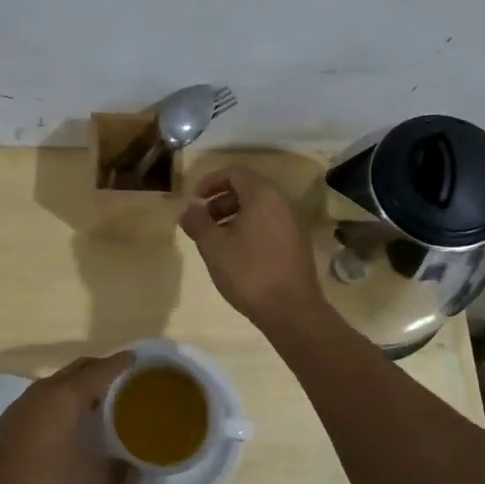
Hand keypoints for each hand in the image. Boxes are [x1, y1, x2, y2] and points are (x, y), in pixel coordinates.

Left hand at [0, 353, 135, 483]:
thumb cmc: (39, 479)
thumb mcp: (83, 478)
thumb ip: (112, 471)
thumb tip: (136, 474)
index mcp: (66, 395)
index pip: (99, 370)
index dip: (119, 363)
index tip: (135, 358)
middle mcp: (45, 390)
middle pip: (78, 369)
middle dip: (100, 369)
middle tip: (122, 379)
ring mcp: (25, 402)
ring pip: (60, 382)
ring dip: (79, 385)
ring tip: (99, 401)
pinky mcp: (13, 416)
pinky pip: (46, 396)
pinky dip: (63, 399)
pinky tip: (69, 421)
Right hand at [178, 168, 323, 333]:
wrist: (291, 310)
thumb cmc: (248, 272)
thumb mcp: (213, 246)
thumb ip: (197, 222)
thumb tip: (187, 209)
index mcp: (263, 195)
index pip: (235, 173)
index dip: (210, 182)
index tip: (194, 200)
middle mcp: (283, 203)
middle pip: (248, 189)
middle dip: (221, 200)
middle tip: (203, 220)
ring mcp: (293, 223)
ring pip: (259, 208)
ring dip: (234, 215)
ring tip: (216, 238)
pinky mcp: (297, 243)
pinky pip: (270, 223)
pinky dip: (250, 227)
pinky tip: (236, 252)